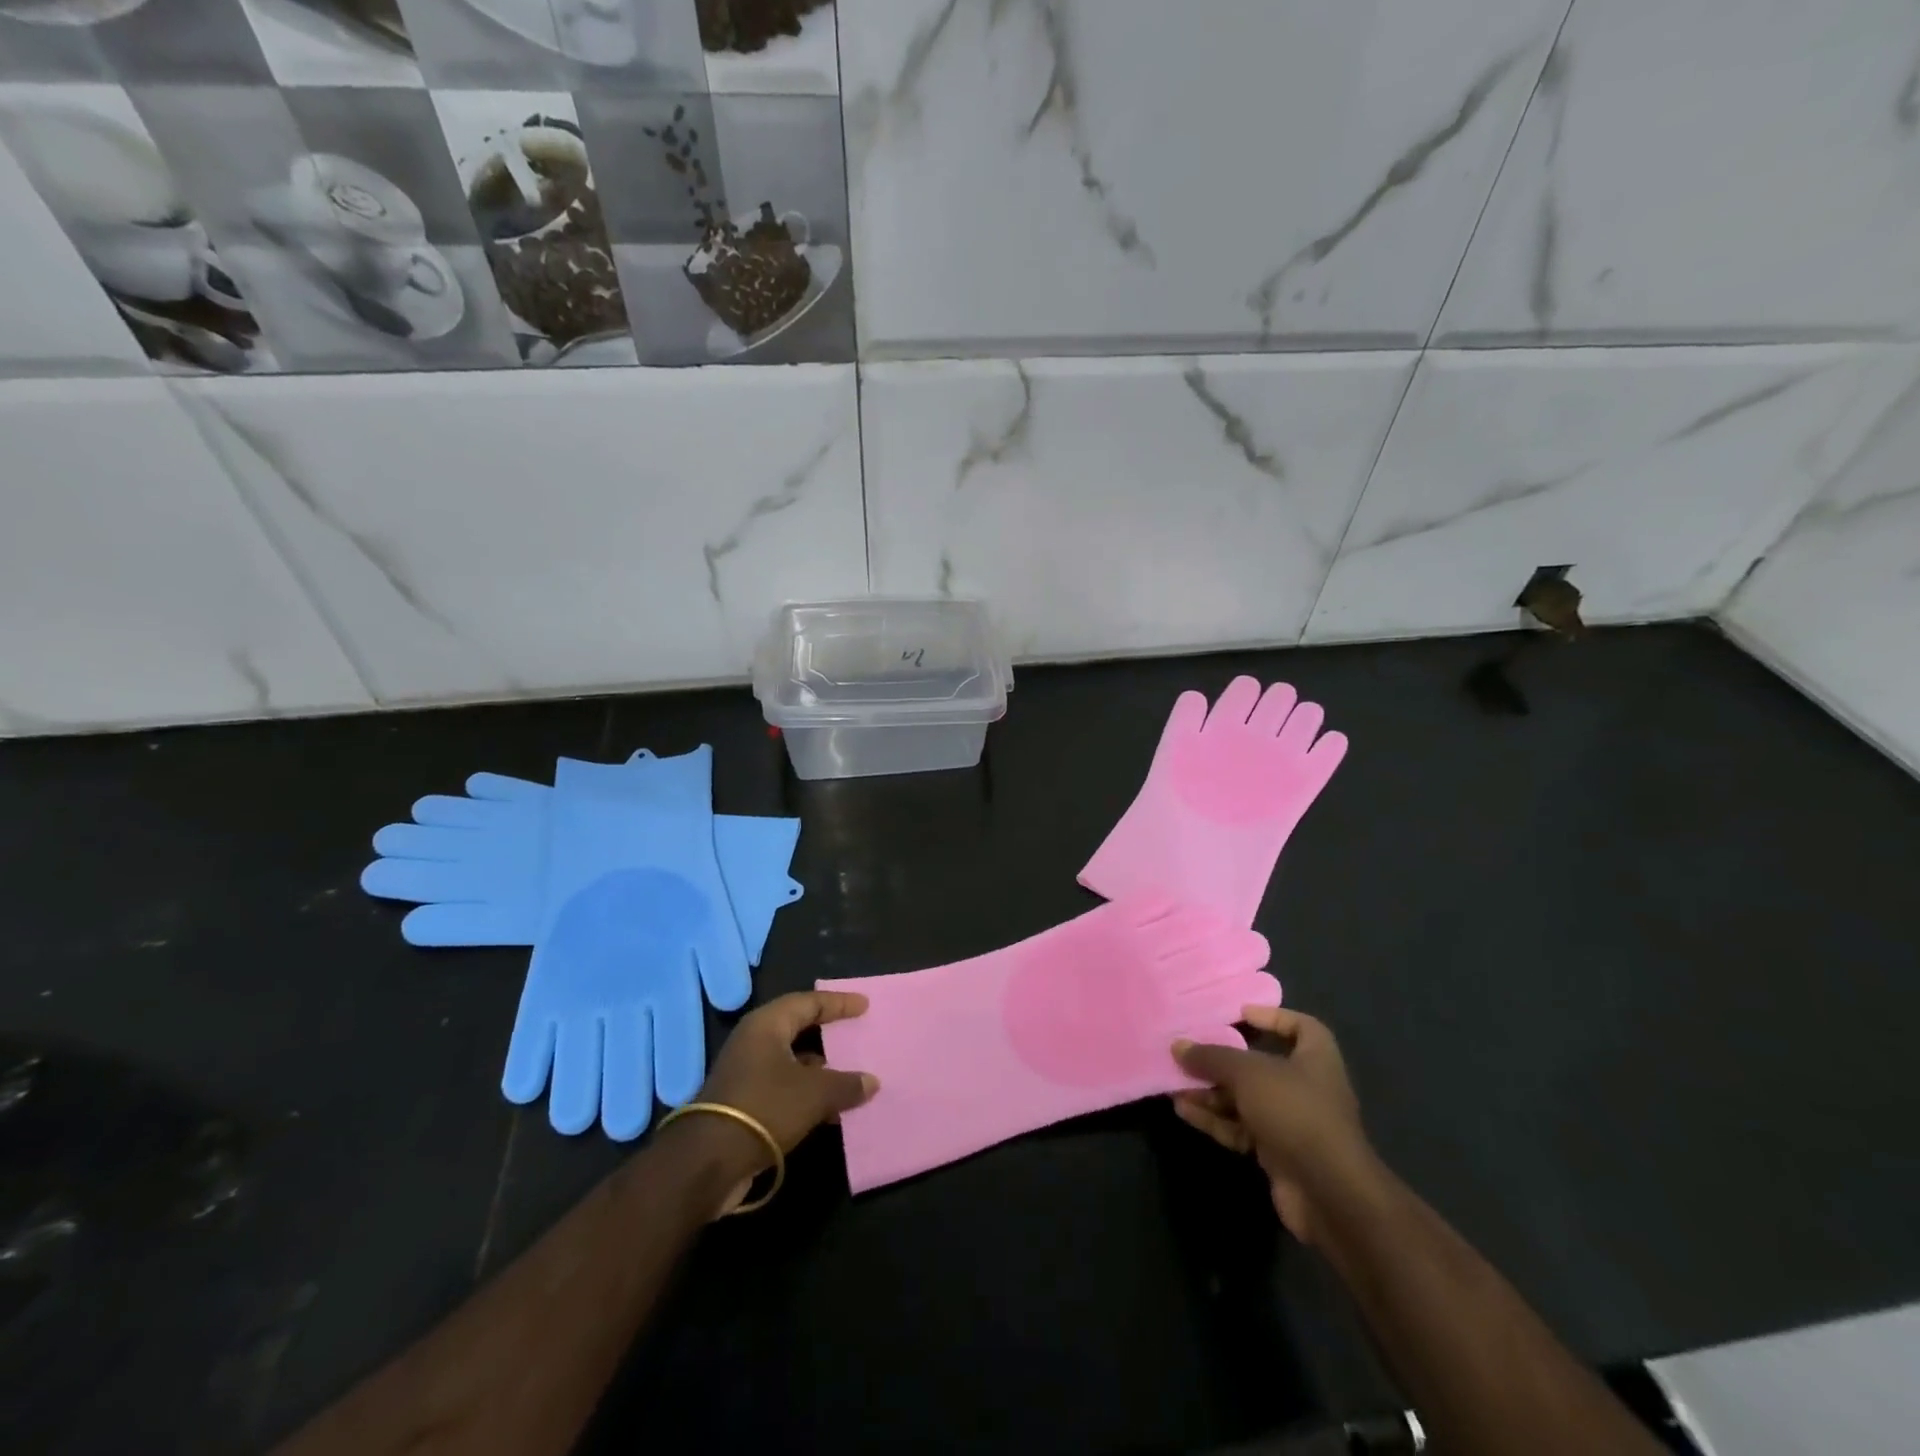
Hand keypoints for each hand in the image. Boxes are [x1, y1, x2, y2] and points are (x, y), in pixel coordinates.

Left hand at [690, 991, 879, 1207]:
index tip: (864, 1005)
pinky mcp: (744, 1102)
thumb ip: (846, 1084)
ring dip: (820, 1068)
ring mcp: (746, 1072)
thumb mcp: (814, 1094)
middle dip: (828, 1032)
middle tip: (856, 1032)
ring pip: (791, 1060)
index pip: (809, 1002)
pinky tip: (831, 1108)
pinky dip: (808, 1092)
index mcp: (767, 1025)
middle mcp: (754, 1041)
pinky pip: (784, 1086)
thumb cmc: (765, 1107)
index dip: (839, 1003)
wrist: (708, 1162)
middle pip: (798, 1028)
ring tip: (852, 1074)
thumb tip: (871, 1081)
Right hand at [1171, 1006, 1374, 1244]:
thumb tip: (1177, 1045)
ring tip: (1175, 1083)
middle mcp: (1307, 1087)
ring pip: (1245, 1099)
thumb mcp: (1248, 1073)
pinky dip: (1215, 1119)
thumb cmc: (1295, 1111)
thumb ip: (1212, 1058)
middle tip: (1190, 1052)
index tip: (1239, 1014)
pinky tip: (1184, 1111)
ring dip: (1212, 1092)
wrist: (1328, 1192)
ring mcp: (1293, 1122)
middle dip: (1223, 1061)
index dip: (1272, 1017)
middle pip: (1261, 1065)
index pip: (1300, 1026)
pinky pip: (1241, 1128)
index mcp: (1316, 1058)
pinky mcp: (1278, 1153)